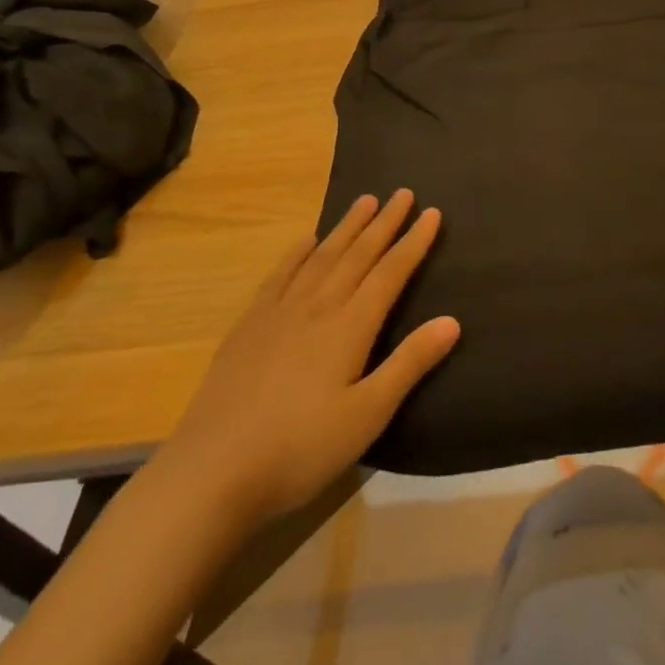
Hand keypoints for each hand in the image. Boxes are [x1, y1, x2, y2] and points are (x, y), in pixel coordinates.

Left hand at [158, 190, 459, 519]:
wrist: (212, 471)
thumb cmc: (301, 449)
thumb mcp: (367, 414)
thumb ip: (409, 363)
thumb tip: (452, 320)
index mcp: (350, 326)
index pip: (390, 273)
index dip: (413, 242)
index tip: (432, 212)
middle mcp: (317, 306)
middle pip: (357, 255)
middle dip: (383, 223)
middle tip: (402, 193)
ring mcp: (278, 313)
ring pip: (321, 257)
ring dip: (346, 228)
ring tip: (364, 201)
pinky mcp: (249, 327)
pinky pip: (280, 275)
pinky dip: (297, 253)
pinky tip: (306, 240)